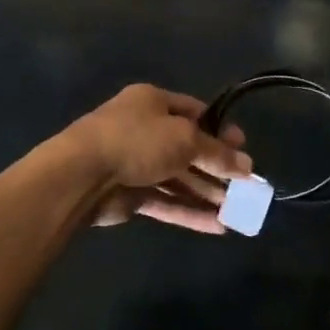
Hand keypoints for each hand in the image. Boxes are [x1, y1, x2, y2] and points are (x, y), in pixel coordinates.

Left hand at [68, 84, 251, 234]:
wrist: (82, 174)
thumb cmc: (138, 141)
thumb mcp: (185, 139)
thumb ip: (217, 154)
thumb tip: (247, 166)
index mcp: (152, 102)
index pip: (193, 112)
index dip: (220, 130)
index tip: (242, 149)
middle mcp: (144, 129)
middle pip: (188, 148)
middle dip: (217, 167)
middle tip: (246, 185)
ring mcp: (135, 163)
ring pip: (178, 178)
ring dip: (207, 193)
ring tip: (238, 211)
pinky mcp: (129, 195)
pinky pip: (166, 202)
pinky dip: (189, 213)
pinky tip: (218, 227)